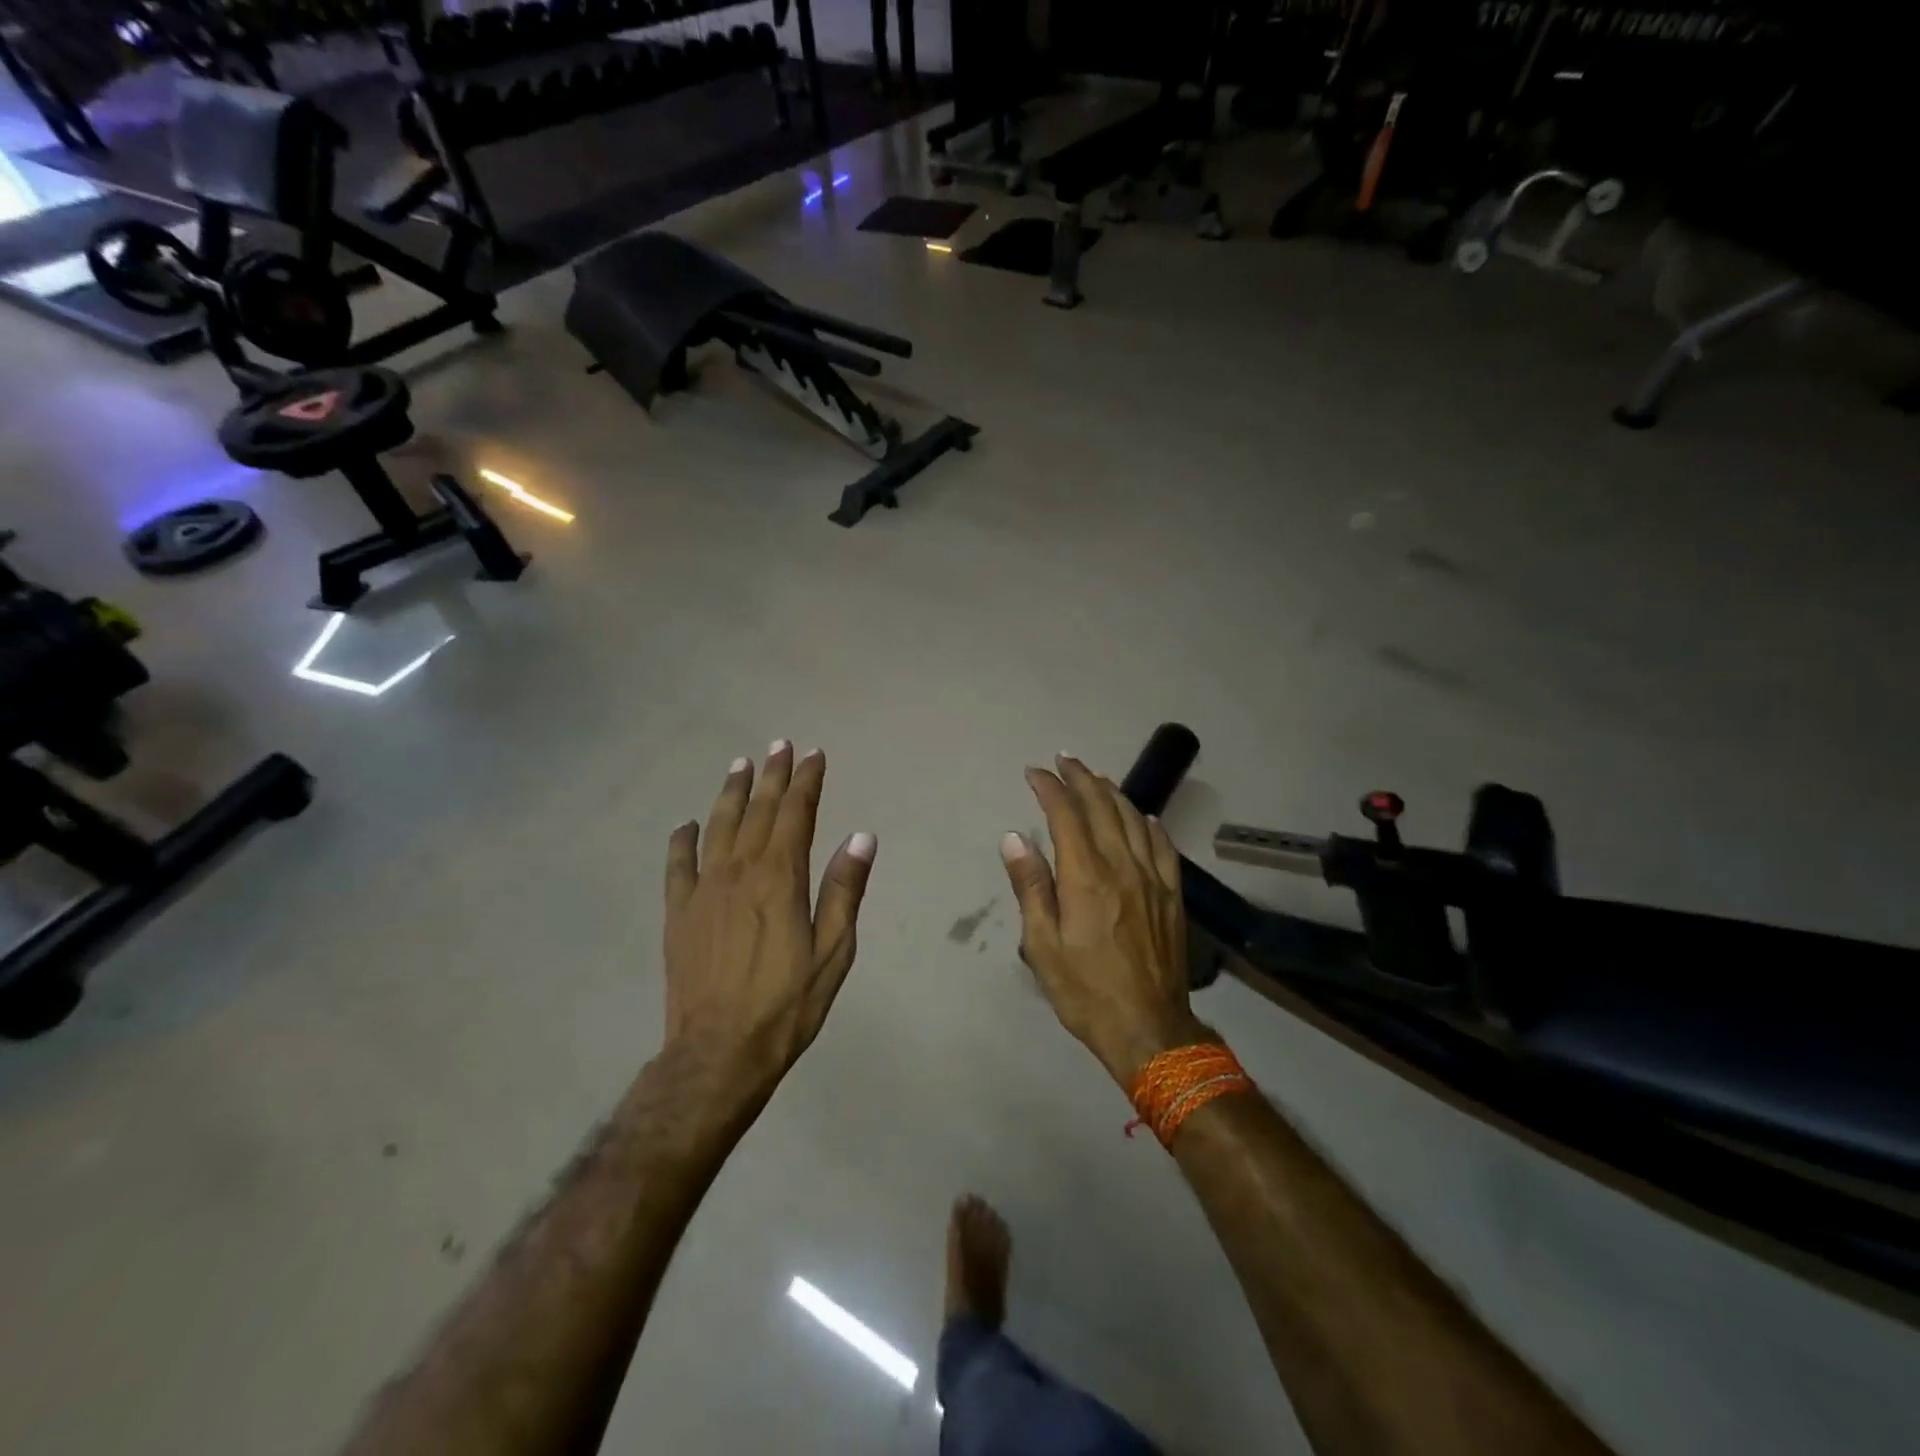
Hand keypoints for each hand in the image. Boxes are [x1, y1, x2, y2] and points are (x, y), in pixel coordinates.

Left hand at [663, 743, 875, 1093]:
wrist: (718, 1053)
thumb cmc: (787, 1004)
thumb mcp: (833, 951)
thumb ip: (844, 890)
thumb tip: (862, 836)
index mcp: (780, 878)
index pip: (795, 815)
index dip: (806, 782)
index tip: (813, 755)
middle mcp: (739, 871)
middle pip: (758, 811)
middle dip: (772, 776)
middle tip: (779, 745)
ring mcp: (703, 890)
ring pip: (718, 827)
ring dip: (731, 793)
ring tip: (740, 765)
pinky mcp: (678, 913)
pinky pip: (678, 865)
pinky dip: (683, 840)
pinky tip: (688, 825)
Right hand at [999, 756, 1208, 1085]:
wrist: (1149, 1028)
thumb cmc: (1085, 990)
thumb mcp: (1042, 945)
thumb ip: (1031, 886)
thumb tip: (1014, 837)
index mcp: (1086, 877)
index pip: (1066, 815)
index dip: (1049, 788)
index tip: (1034, 772)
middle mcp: (1121, 866)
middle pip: (1102, 806)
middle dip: (1081, 778)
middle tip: (1064, 760)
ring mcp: (1152, 878)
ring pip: (1133, 819)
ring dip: (1112, 792)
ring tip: (1095, 778)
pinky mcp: (1172, 895)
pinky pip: (1162, 846)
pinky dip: (1149, 823)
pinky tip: (1143, 816)